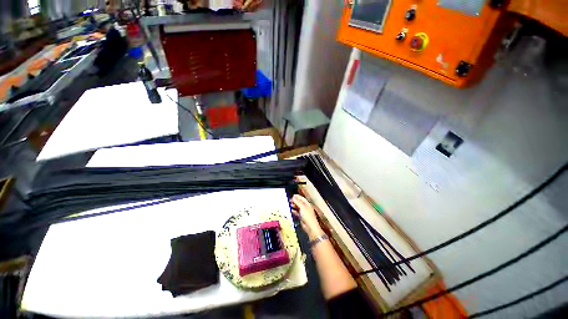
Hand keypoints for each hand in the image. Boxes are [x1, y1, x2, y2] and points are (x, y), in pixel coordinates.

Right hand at [290, 194, 323, 239]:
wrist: (310, 227)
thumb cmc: (308, 216)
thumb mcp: (302, 207)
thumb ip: (298, 202)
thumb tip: (294, 197)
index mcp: (307, 204)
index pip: (302, 198)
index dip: (297, 196)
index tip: (292, 195)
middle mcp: (306, 208)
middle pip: (299, 203)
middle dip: (295, 201)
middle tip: (290, 200)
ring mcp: (303, 213)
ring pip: (298, 207)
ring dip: (294, 206)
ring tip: (289, 204)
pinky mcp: (301, 217)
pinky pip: (297, 213)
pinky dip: (294, 211)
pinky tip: (291, 210)